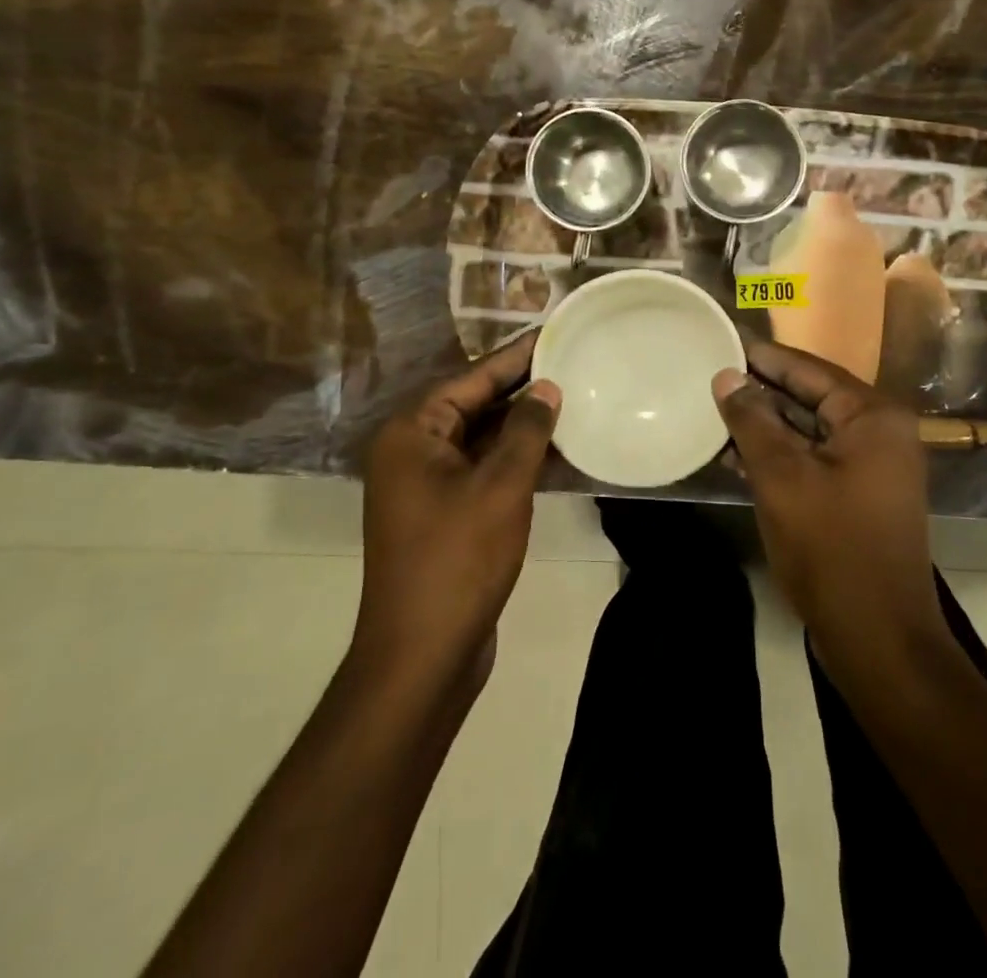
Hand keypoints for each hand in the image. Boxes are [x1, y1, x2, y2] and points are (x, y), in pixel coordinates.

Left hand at [357, 334, 560, 689]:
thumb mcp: (500, 486)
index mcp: (412, 433)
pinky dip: (517, 459)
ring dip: (524, 426)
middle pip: (475, 405)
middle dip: (523, 389)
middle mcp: (413, 451)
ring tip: (574, 399)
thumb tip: (546, 387)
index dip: (516, 356)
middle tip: (572, 362)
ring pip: (482, 439)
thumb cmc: (458, 560)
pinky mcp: (445, 514)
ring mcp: (427, 485)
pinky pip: (484, 470)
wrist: (423, 655)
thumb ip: (526, 430)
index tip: (553, 331)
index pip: (472, 379)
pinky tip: (558, 451)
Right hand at [713, 342, 942, 668]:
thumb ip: (752, 421)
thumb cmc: (831, 547)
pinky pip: (811, 460)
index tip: (724, 339)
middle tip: (711, 372)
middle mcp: (878, 433)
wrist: (877, 637)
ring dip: (764, 424)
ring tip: (712, 408)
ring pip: (807, 431)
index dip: (764, 356)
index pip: (809, 369)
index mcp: (872, 416)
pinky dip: (776, 455)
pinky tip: (732, 453)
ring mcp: (869, 467)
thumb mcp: (782, 477)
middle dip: (760, 389)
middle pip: (810, 397)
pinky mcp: (856, 496)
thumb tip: (726, 377)